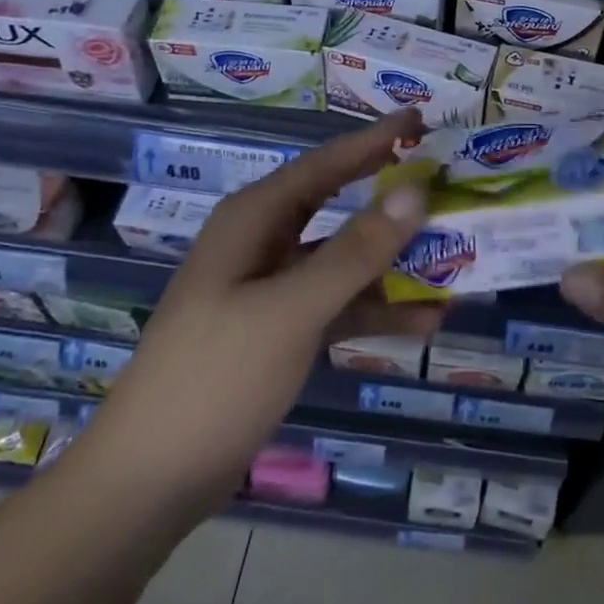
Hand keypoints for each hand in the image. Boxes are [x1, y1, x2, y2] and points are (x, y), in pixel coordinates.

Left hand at [81, 110, 442, 502]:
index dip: (375, 141)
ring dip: (394, 263)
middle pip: (338, 206)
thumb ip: (355, 251)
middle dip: (391, 198)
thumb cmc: (214, 377)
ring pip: (344, 260)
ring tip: (455, 258)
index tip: (421, 120)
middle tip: (446, 183)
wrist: (149, 482)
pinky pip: (339, 305)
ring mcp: (272, 289)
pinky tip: (426, 321)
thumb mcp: (291, 310)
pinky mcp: (281, 331)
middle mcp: (263, 243)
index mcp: (253, 220)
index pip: (325, 164)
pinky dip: (377, 309)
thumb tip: (415, 191)